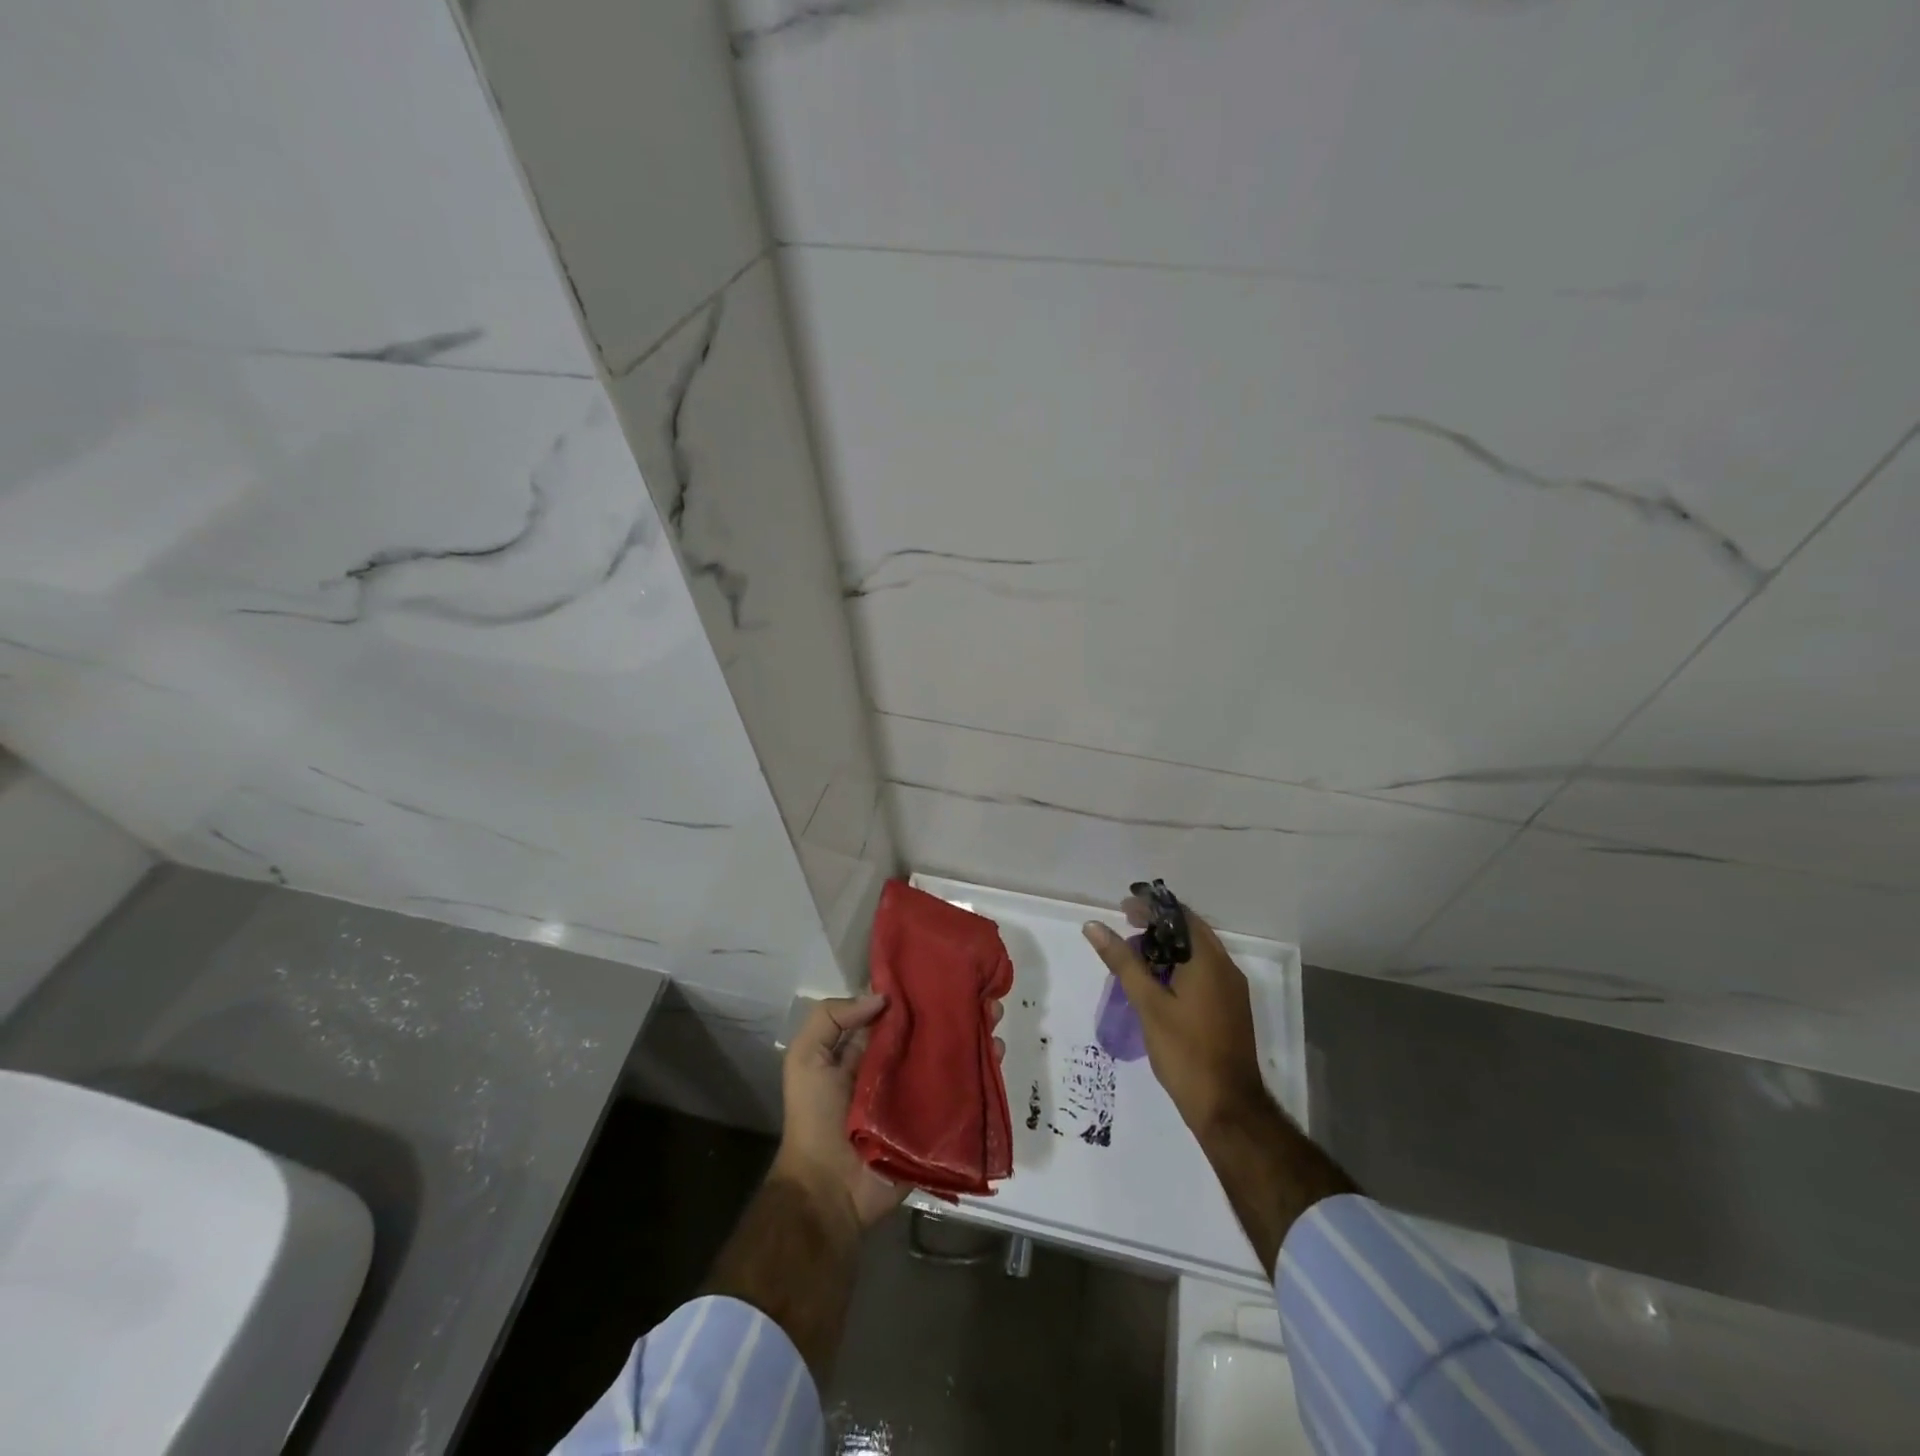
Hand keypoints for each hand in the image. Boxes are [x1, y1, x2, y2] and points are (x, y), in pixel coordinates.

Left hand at [772, 994, 1004, 1234]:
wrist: (829, 1191)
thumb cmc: (815, 1119)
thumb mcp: (806, 1058)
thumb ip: (832, 1018)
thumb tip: (882, 996)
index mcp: (867, 1049)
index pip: (898, 1012)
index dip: (918, 991)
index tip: (945, 969)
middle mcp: (896, 1066)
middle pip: (931, 1032)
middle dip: (955, 1011)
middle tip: (981, 993)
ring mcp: (919, 1095)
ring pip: (952, 1057)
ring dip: (974, 1036)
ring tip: (995, 1016)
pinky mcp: (937, 1122)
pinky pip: (964, 1093)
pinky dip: (983, 1072)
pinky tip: (998, 1053)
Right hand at [1083, 900, 1266, 1139]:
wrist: (1228, 1108)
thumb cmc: (1185, 1051)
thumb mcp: (1148, 1004)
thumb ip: (1122, 962)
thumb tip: (1094, 926)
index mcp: (1209, 961)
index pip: (1181, 916)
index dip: (1151, 908)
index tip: (1123, 909)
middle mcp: (1226, 969)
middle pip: (1191, 933)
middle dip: (1158, 927)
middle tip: (1126, 930)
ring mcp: (1232, 991)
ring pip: (1198, 954)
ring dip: (1168, 948)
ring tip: (1135, 957)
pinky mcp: (1230, 1010)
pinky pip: (1204, 974)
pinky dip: (1180, 968)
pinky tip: (1157, 985)